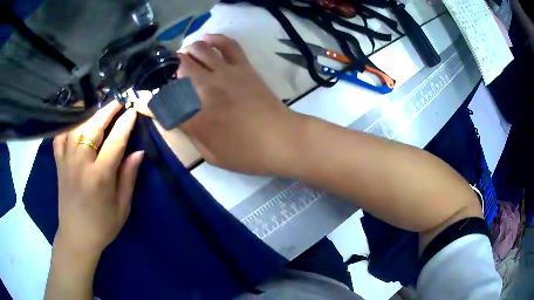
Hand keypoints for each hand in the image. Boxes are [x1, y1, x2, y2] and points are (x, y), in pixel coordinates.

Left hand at [53, 102, 143, 256]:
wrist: (76, 237)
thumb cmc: (102, 226)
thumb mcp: (122, 207)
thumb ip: (128, 178)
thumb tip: (138, 153)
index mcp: (99, 177)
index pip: (115, 143)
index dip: (125, 125)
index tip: (133, 111)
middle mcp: (81, 164)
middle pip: (93, 129)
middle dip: (107, 112)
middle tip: (117, 102)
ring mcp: (67, 163)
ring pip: (76, 129)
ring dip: (88, 115)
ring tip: (98, 107)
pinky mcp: (59, 165)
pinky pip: (60, 139)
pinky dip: (66, 127)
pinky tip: (73, 121)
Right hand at [136, 34, 301, 174]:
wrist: (282, 140)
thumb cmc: (247, 154)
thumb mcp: (211, 154)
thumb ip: (191, 132)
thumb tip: (176, 116)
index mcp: (196, 116)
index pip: (162, 103)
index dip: (147, 102)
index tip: (142, 102)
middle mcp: (206, 89)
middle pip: (177, 68)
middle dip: (166, 70)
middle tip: (167, 78)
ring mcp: (226, 73)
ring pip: (198, 50)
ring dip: (186, 53)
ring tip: (184, 61)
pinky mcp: (243, 67)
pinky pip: (227, 44)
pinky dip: (214, 39)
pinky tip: (205, 40)